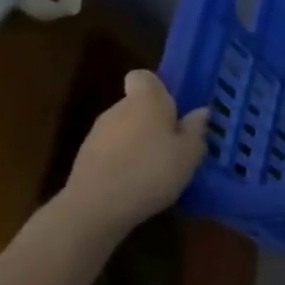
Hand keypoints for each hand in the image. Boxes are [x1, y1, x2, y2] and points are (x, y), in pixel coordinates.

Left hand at [62, 70, 208, 231]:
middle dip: (154, 120)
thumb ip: (196, 129)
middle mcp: (118, 109)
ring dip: (139, 140)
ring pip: (125, 128)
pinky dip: (124, 158)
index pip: (144, 77)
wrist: (96, 207)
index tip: (174, 109)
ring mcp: (97, 133)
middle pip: (137, 105)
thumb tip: (200, 111)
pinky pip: (112, 149)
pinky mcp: (85, 157)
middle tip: (175, 144)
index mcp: (146, 102)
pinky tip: (137, 181)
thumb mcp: (190, 153)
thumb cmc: (152, 171)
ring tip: (157, 167)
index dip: (159, 88)